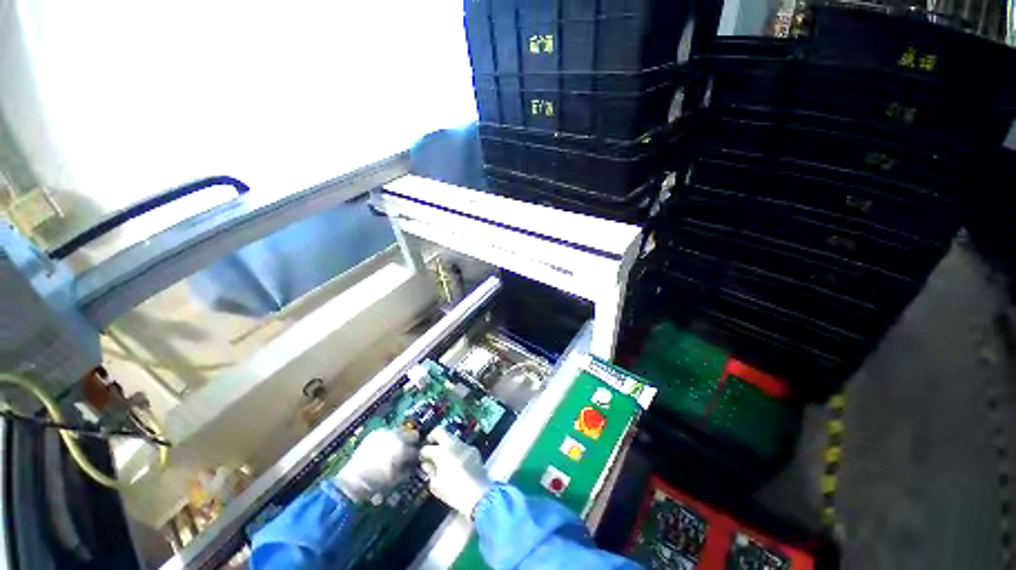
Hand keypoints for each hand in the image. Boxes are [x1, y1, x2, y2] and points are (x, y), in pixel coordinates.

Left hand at [334, 428, 418, 502]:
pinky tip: (386, 447)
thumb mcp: (395, 481)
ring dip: (401, 439)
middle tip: (408, 452)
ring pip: (400, 431)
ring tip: (397, 449)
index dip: (416, 456)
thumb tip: (412, 465)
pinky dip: (389, 438)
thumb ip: (407, 470)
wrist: (351, 481)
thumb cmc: (375, 484)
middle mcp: (395, 436)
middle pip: (412, 434)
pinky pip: (387, 432)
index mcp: (402, 448)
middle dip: (412, 443)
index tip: (415, 461)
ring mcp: (385, 433)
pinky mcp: (375, 433)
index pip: (416, 449)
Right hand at [420, 427, 490, 517]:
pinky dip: (456, 450)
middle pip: (440, 431)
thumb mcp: (436, 486)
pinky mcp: (473, 449)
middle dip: (433, 436)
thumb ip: (430, 471)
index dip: (422, 453)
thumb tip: (427, 464)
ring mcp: (464, 445)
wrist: (478, 494)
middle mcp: (453, 444)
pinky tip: (456, 461)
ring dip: (446, 443)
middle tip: (430, 445)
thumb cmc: (453, 492)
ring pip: (452, 437)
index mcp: (441, 452)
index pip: (427, 448)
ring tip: (443, 456)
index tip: (421, 457)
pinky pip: (461, 446)